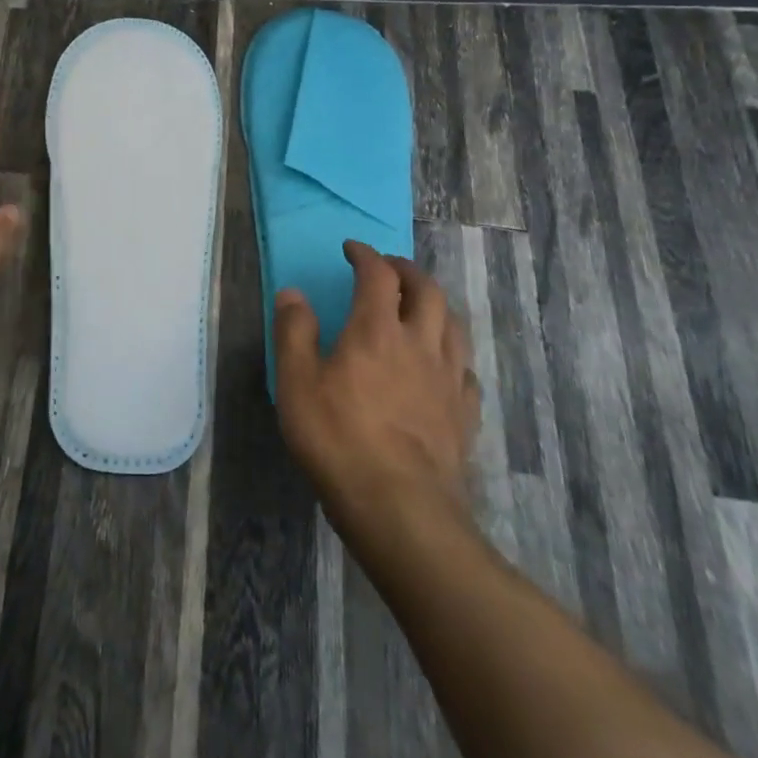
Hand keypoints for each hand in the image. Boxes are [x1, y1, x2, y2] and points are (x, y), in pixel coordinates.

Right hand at [274, 240, 480, 533]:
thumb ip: (294, 332)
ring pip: (453, 324)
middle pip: (426, 290)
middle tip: (389, 268)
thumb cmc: (338, 439)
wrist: (400, 508)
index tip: (352, 249)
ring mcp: (448, 379)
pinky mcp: (464, 414)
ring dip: (436, 303)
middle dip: (407, 270)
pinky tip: (443, 364)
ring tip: (420, 305)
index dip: (365, 255)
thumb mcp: (296, 383)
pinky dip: (452, 352)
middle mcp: (419, 343)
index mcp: (376, 330)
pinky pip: (465, 369)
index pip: (377, 275)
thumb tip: (293, 293)